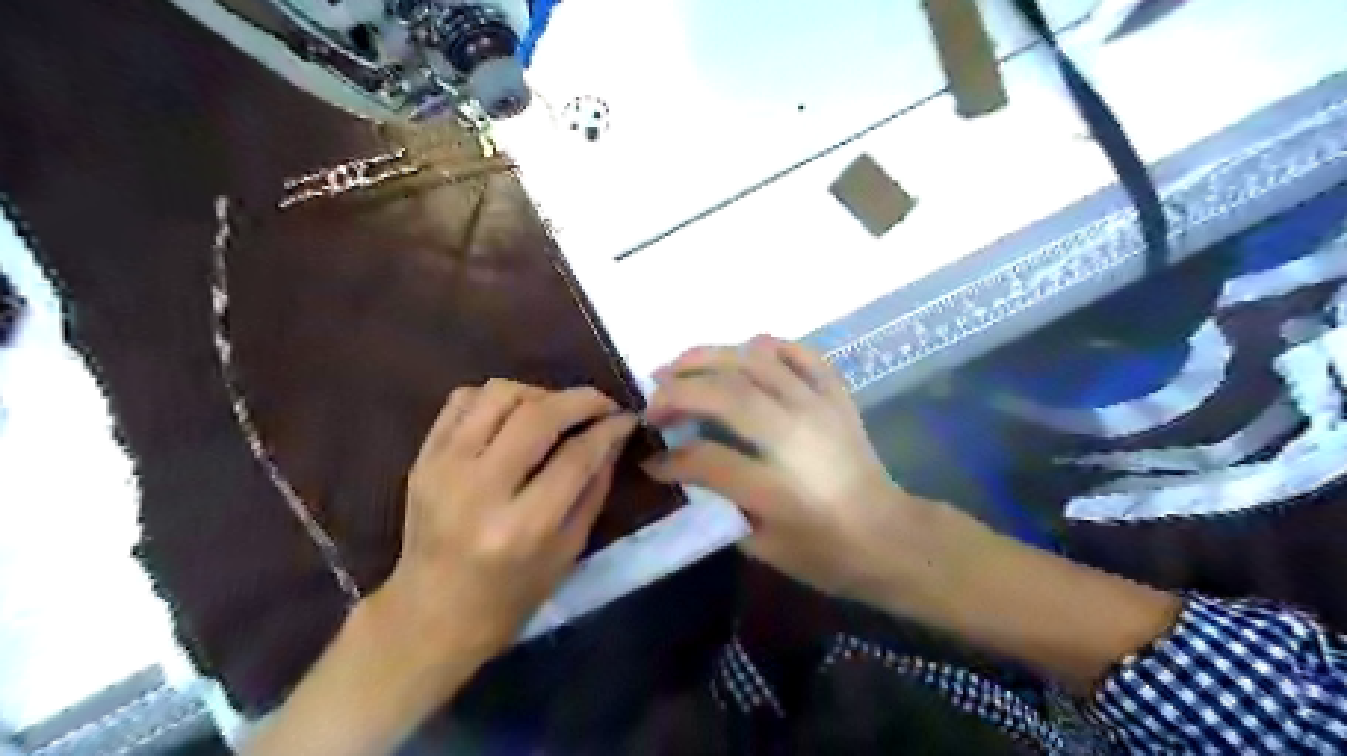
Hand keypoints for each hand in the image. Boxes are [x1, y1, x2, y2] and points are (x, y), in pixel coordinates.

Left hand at [368, 381, 638, 662]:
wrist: (431, 615)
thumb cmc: (512, 595)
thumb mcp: (569, 550)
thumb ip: (594, 487)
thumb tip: (614, 434)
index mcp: (521, 528)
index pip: (575, 456)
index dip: (609, 428)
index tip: (627, 417)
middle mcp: (478, 490)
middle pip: (538, 414)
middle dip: (581, 400)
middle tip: (602, 404)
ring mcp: (442, 468)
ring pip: (499, 394)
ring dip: (539, 393)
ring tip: (557, 411)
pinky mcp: (422, 458)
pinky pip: (462, 400)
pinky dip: (497, 398)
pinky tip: (515, 417)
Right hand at [640, 334, 938, 603]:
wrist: (888, 535)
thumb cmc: (824, 552)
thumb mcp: (763, 547)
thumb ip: (718, 504)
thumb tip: (679, 467)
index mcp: (779, 487)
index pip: (708, 459)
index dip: (671, 459)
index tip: (649, 459)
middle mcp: (798, 435)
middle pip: (727, 394)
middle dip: (678, 391)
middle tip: (651, 401)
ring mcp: (820, 407)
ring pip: (756, 361)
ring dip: (709, 357)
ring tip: (678, 365)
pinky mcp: (837, 395)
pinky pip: (800, 353)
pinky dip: (766, 345)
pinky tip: (741, 353)